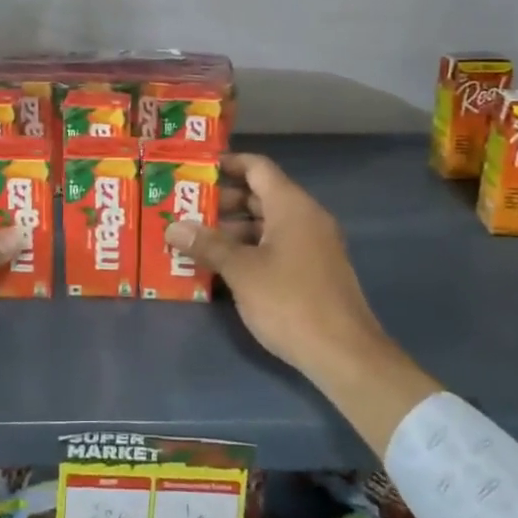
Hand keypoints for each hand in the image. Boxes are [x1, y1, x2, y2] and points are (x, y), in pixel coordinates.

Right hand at [163, 152, 440, 453]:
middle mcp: (306, 217)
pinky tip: (222, 268)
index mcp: (291, 206)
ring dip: (232, 230)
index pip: (257, 167)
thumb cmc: (290, 302)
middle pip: (260, 195)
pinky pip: (276, 246)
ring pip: (267, 224)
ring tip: (195, 241)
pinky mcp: (313, 271)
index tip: (195, 171)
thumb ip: (207, 245)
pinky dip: (249, 249)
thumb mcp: (241, 271)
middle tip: (185, 210)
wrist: (344, 355)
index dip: (227, 163)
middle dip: (222, 201)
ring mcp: (313, 245)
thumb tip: (172, 227)